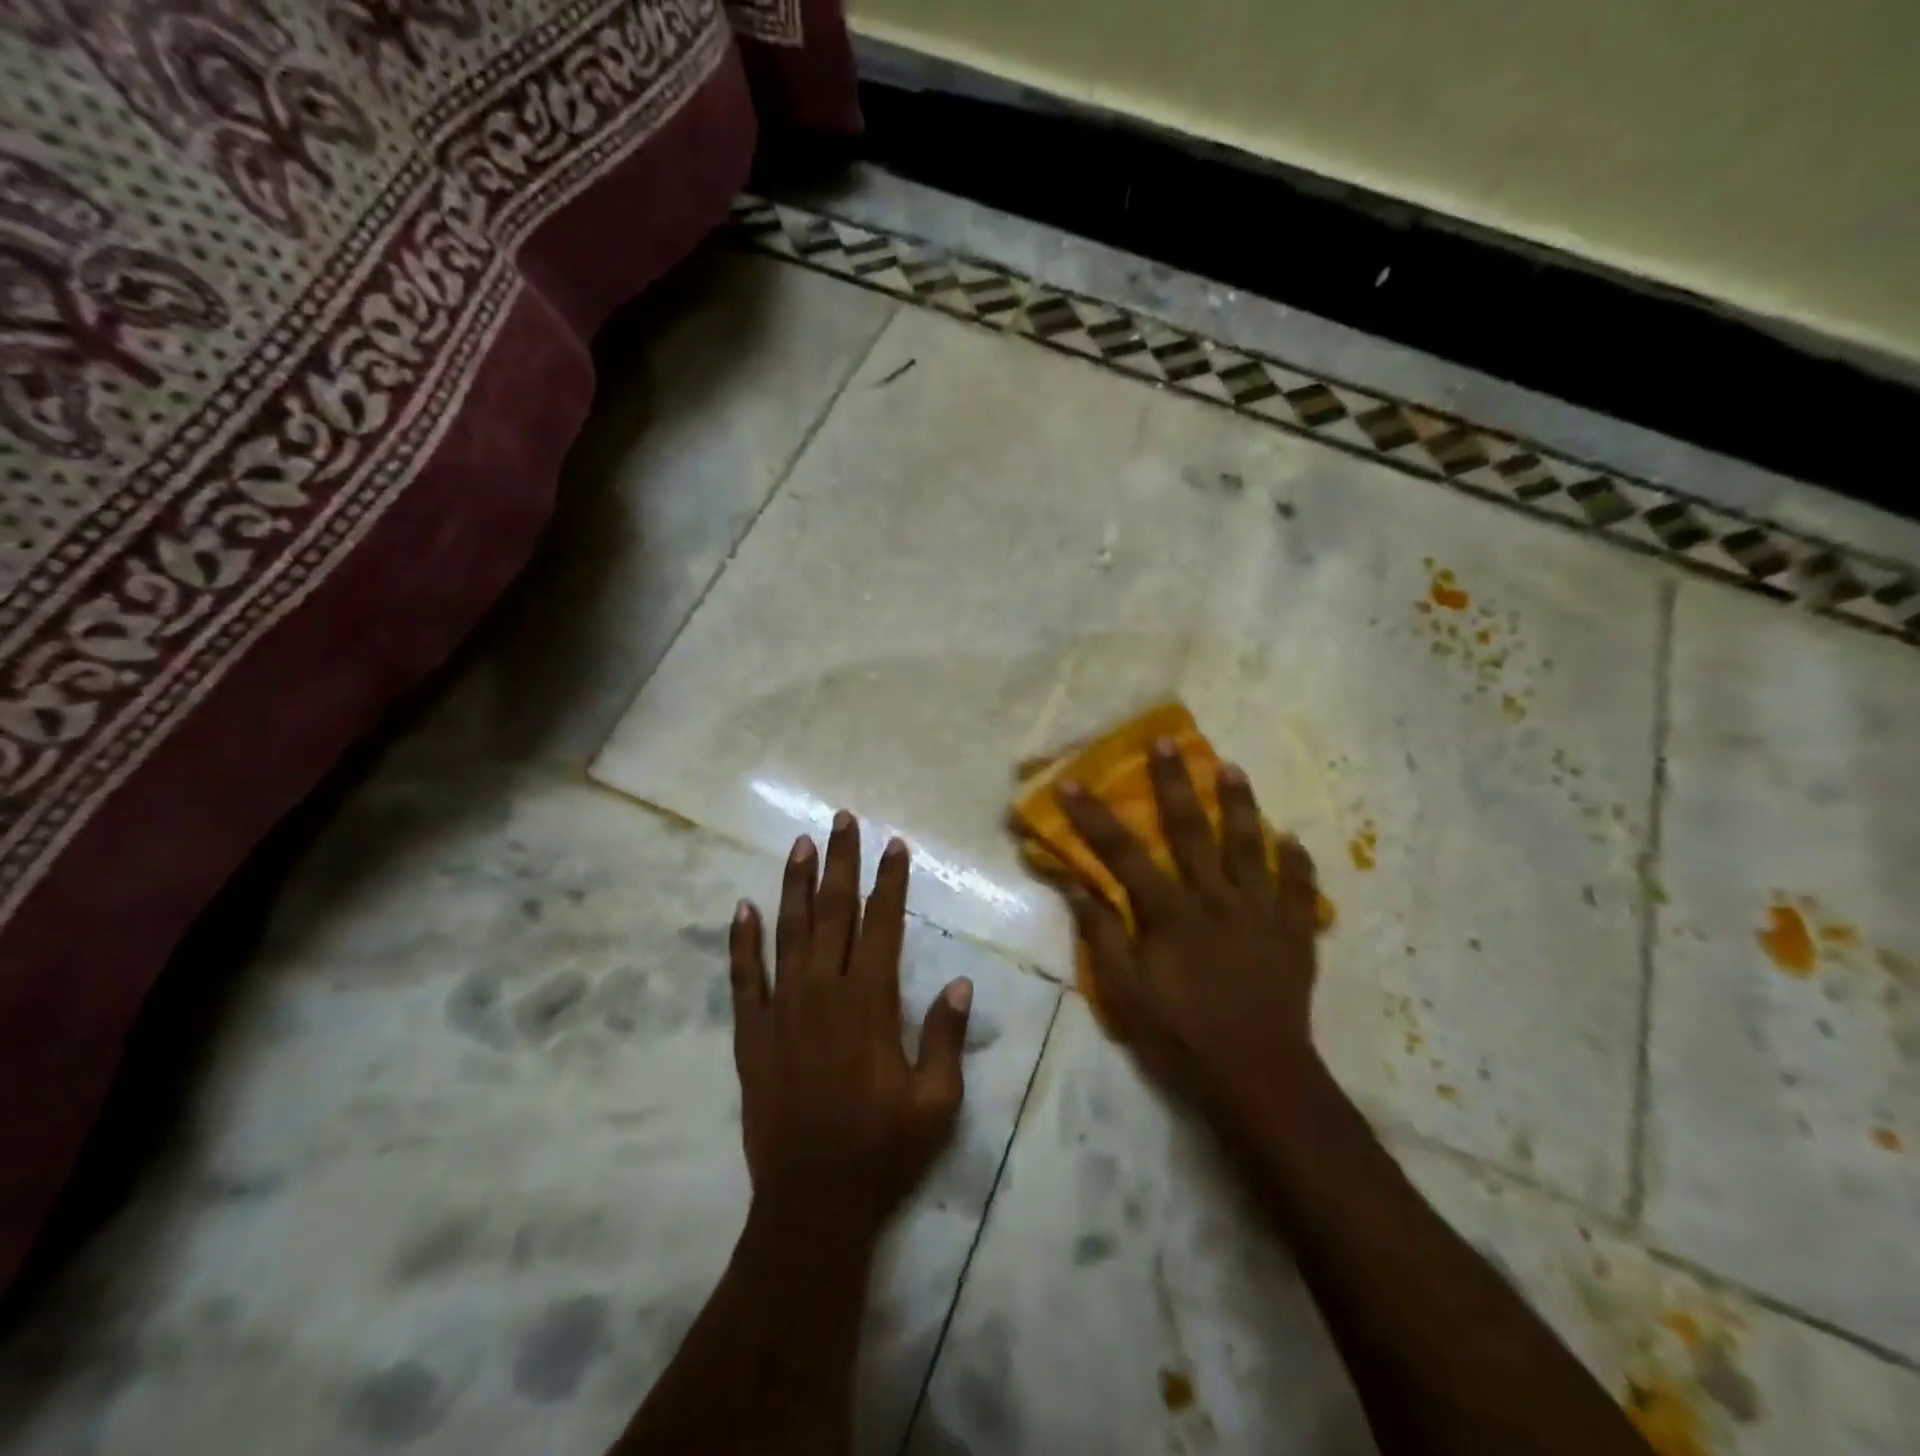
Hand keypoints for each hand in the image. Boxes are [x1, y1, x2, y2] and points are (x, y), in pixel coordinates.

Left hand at [728, 813, 972, 1236]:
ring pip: (788, 932)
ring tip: (800, 844)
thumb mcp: (936, 1102)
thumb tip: (963, 982)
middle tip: (843, 820)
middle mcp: (824, 993)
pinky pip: (743, 977)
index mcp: (870, 1004)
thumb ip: (947, 1038)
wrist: (811, 1203)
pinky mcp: (751, 1034)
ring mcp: (782, 1010)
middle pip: (834, 913)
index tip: (894, 845)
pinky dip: (742, 940)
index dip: (890, 882)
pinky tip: (743, 907)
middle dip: (841, 863)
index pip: (883, 925)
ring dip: (796, 885)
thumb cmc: (882, 1151)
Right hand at [1056, 741, 1323, 1124]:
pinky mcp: (1294, 935)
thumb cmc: (1182, 1038)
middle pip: (1192, 832)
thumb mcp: (1126, 994)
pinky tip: (1291, 837)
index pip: (1125, 854)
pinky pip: (1299, 890)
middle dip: (1175, 784)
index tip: (1073, 783)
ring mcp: (1260, 915)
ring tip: (1232, 768)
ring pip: (1250, 847)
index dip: (1095, 817)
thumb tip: (1078, 886)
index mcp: (1171, 915)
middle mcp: (1216, 901)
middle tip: (1166, 742)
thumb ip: (1103, 936)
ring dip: (1240, 805)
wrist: (1258, 1080)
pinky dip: (1296, 862)